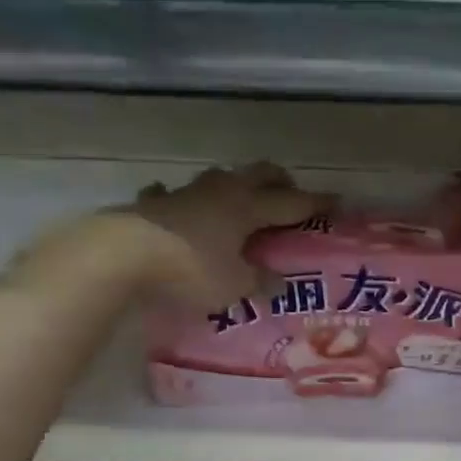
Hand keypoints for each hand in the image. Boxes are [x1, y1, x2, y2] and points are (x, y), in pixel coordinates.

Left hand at [9, 163, 329, 306]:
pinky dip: (181, 202)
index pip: (291, 203)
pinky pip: (172, 196)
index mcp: (247, 208)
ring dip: (234, 186)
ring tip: (239, 201)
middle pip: (257, 174)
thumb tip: (278, 283)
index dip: (316, 203)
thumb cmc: (190, 270)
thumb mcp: (233, 286)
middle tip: (290, 194)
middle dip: (278, 181)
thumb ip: (258, 282)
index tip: (337, 201)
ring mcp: (184, 193)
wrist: (123, 254)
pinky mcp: (153, 203)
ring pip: (218, 179)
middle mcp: (220, 191)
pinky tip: (177, 208)